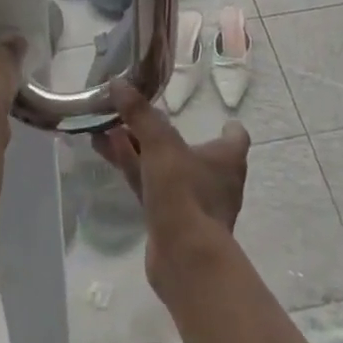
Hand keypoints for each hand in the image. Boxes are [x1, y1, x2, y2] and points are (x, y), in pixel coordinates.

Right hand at [94, 78, 249, 290]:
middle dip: (160, 132)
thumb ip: (140, 114)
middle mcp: (214, 179)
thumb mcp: (161, 145)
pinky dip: (131, 167)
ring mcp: (192, 203)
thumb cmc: (185, 193)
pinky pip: (148, 185)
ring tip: (108, 127)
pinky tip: (107, 151)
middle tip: (135, 113)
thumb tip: (118, 82)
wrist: (185, 260)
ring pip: (162, 167)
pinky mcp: (170, 221)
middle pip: (189, 149)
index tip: (217, 118)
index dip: (227, 128)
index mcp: (227, 158)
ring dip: (137, 147)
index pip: (235, 137)